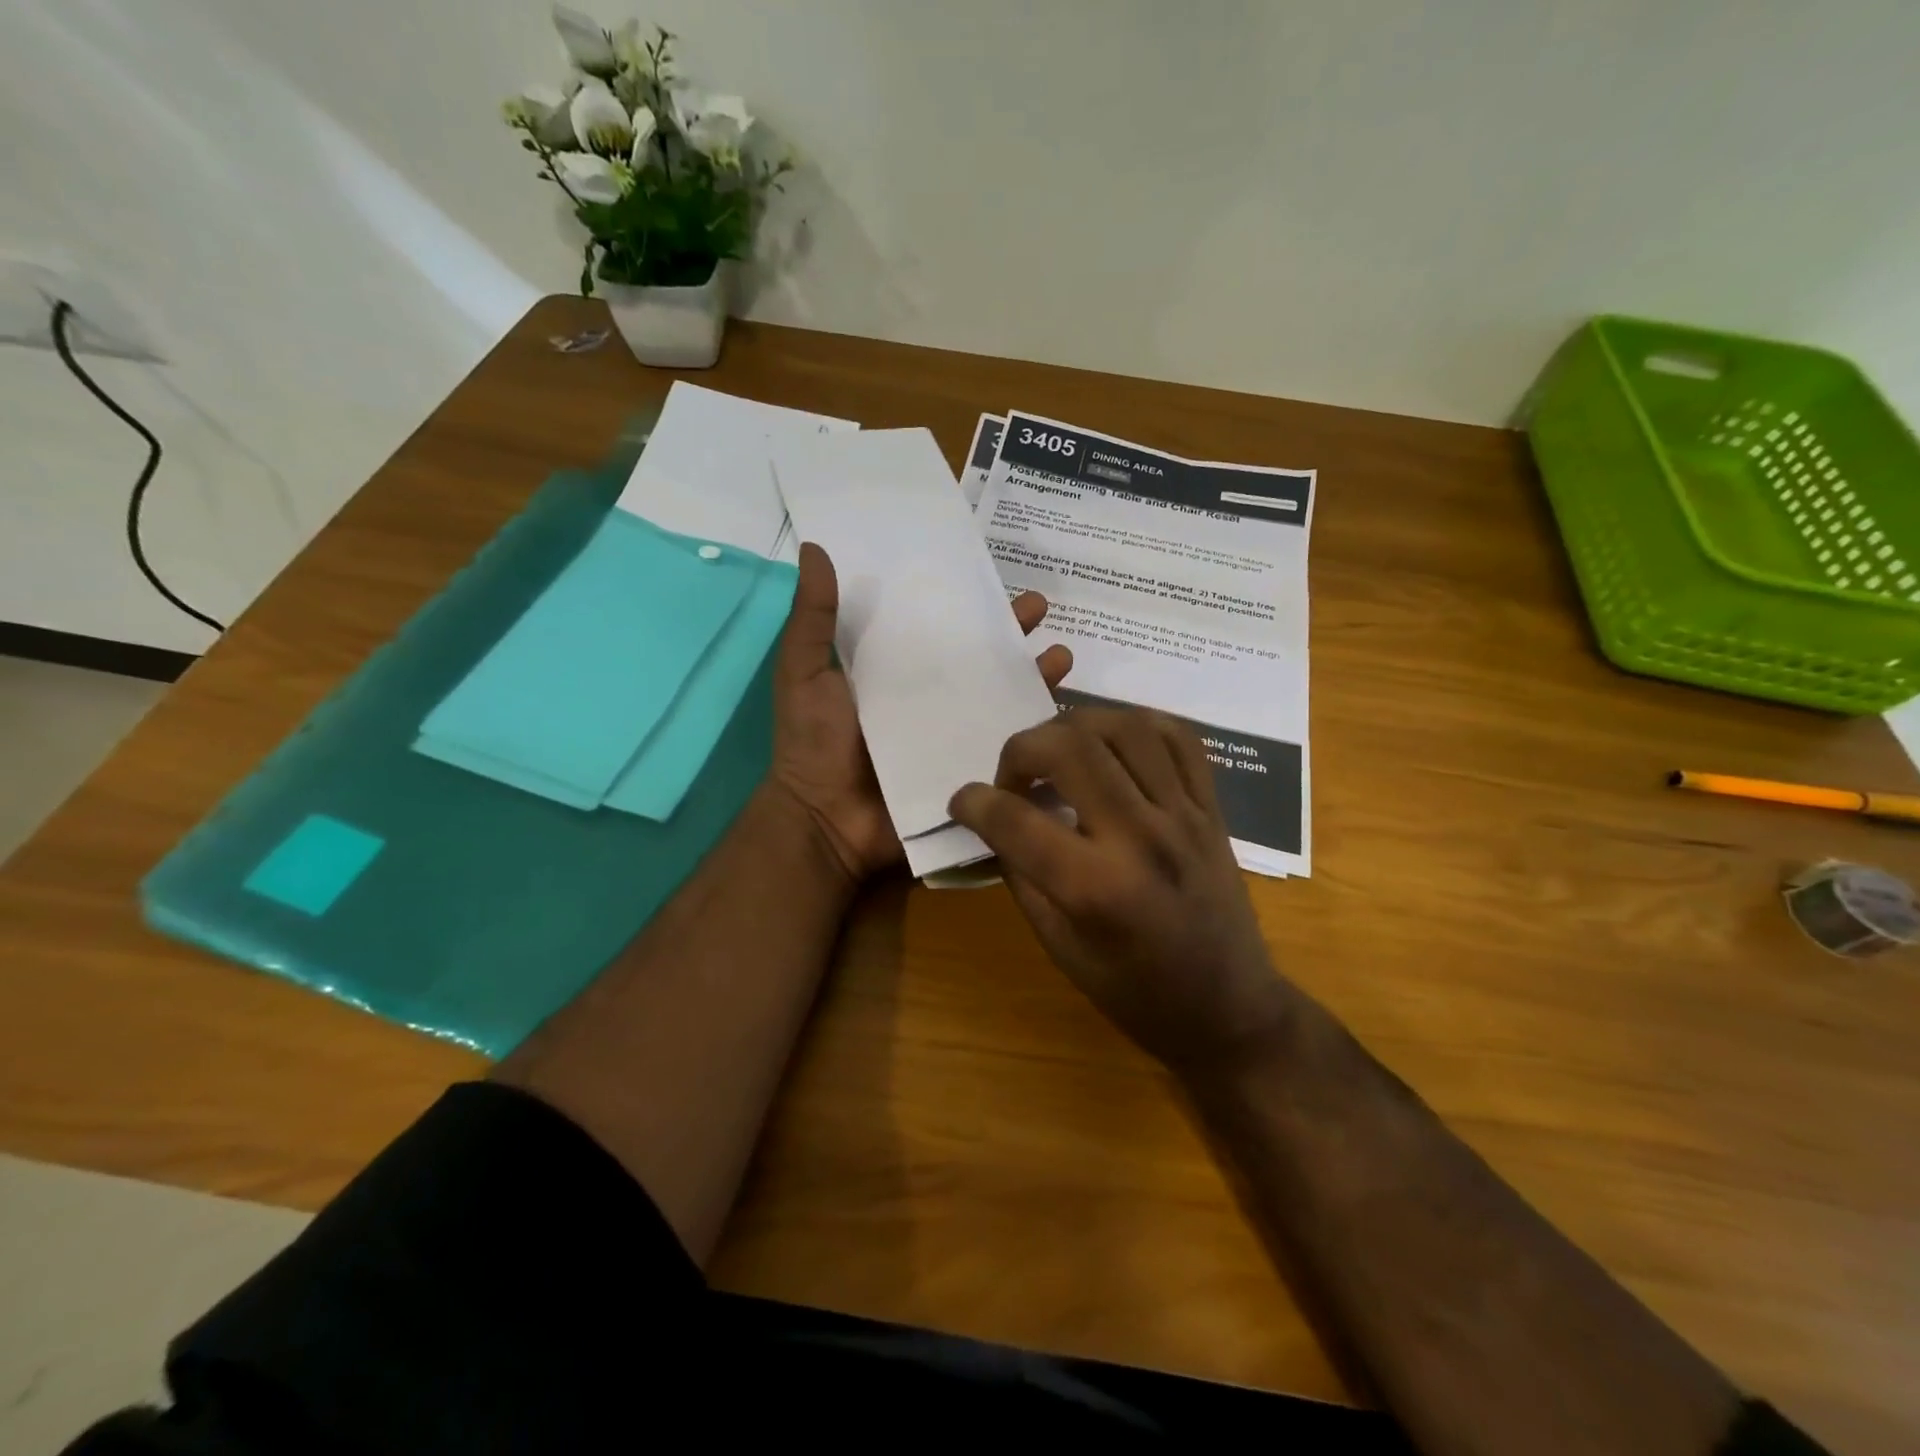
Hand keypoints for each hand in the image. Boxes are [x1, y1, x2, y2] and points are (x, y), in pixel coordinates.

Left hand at [770, 542, 1073, 885]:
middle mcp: (929, 700)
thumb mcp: (805, 673)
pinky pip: (1008, 748)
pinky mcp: (969, 771)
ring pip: (1001, 699)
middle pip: (979, 660)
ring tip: (1063, 656)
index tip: (994, 578)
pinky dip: (1036, 732)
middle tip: (1041, 608)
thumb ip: (814, 619)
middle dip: (1012, 634)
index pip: (937, 629)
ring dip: (1034, 677)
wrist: (826, 822)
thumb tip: (814, 548)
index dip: (965, 604)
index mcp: (894, 674)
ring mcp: (953, 738)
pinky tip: (1064, 714)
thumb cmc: (813, 743)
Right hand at [948, 707, 1296, 1073]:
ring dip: (1075, 726)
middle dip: (1021, 749)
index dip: (973, 803)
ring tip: (1058, 752)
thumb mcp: (1060, 948)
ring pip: (1124, 727)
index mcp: (1096, 888)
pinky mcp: (1212, 808)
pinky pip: (1178, 737)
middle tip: (1013, 777)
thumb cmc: (1136, 993)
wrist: (1230, 1010)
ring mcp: (1184, 816)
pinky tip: (1111, 744)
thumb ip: (1024, 877)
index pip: (1015, 820)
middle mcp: (1141, 838)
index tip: (963, 803)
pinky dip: (1136, 724)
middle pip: (1070, 748)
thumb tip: (997, 823)